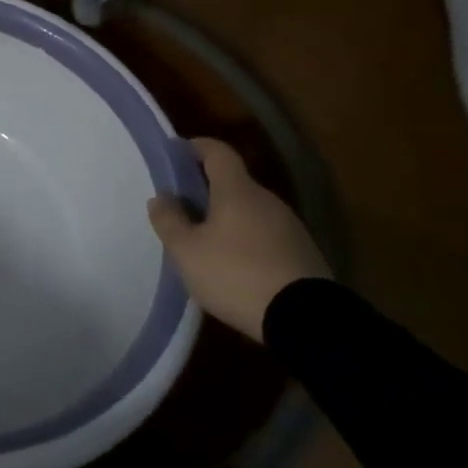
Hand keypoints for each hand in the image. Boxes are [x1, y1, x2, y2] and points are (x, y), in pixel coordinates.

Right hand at [147, 138, 329, 341]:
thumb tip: (160, 197)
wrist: (307, 320)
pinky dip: (249, 241)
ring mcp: (291, 227)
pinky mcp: (305, 255)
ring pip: (252, 211)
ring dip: (229, 218)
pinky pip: (268, 236)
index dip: (196, 147)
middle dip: (208, 190)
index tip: (176, 153)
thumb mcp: (187, 251)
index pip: (218, 152)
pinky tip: (238, 267)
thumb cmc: (237, 274)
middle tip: (184, 208)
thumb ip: (169, 221)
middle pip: (234, 183)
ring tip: (208, 242)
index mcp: (237, 190)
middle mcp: (267, 200)